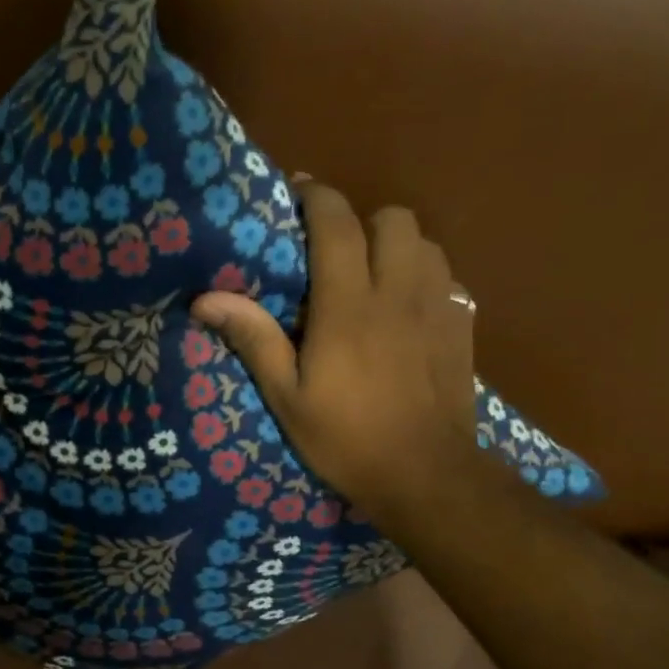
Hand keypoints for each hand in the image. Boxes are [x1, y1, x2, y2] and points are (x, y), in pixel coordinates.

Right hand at [191, 183, 475, 531]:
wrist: (426, 476)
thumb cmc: (346, 438)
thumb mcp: (287, 396)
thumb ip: (254, 339)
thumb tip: (205, 299)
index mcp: (349, 305)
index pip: (338, 224)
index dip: (317, 197)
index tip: (296, 192)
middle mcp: (399, 292)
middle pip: (393, 219)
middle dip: (361, 220)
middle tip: (333, 249)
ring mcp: (438, 307)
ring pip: (425, 243)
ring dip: (395, 245)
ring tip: (370, 274)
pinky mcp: (462, 328)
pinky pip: (447, 277)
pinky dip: (424, 276)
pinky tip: (405, 308)